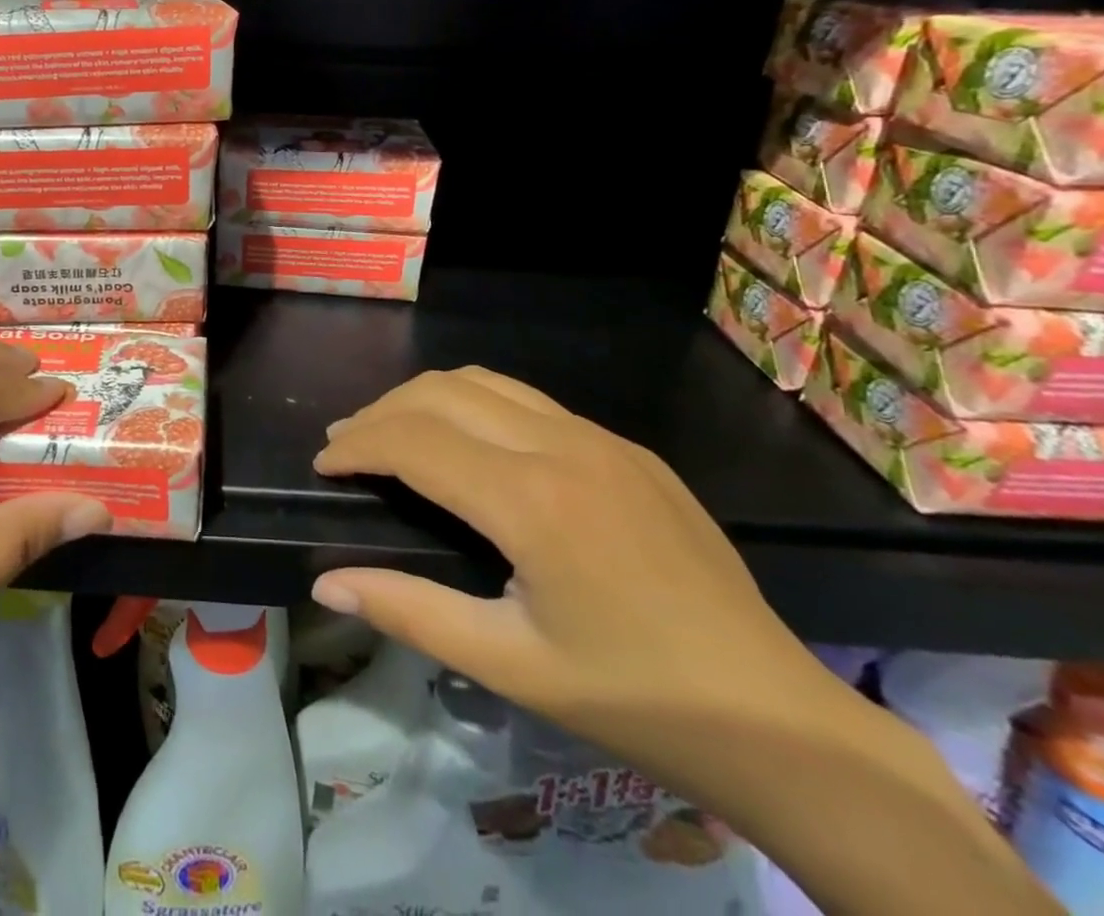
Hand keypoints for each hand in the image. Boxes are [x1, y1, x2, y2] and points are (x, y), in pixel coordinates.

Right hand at [310, 369, 1065, 915]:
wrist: (780, 720)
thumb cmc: (633, 700)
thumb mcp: (508, 665)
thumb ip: (409, 611)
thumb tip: (325, 582)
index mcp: (531, 500)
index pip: (413, 440)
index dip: (357, 445)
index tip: (323, 466)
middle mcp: (563, 445)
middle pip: (440, 392)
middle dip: (380, 412)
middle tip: (346, 447)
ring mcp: (602, 439)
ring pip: (485, 382)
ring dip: (425, 399)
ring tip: (393, 434)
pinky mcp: (629, 449)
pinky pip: (529, 402)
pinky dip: (474, 408)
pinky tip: (469, 450)